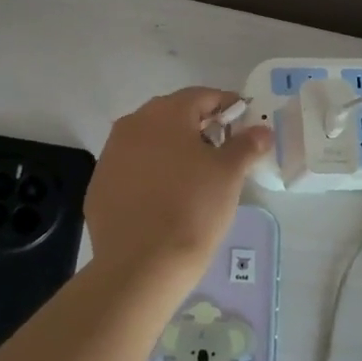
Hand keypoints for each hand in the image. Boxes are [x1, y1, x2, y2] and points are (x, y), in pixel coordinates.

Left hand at [85, 87, 271, 279]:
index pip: (201, 96)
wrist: (142, 264)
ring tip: (194, 176)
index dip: (227, 106)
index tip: (244, 122)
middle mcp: (132, 125)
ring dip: (172, 150)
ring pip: (149, 142)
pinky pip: (132, 169)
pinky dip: (151, 174)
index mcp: (165, 114)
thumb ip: (246, 145)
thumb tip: (261, 130)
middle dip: (198, 127)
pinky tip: (165, 198)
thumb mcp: (229, 174)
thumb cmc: (193, 208)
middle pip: (172, 115)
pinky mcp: (99, 186)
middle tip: (222, 150)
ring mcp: (110, 155)